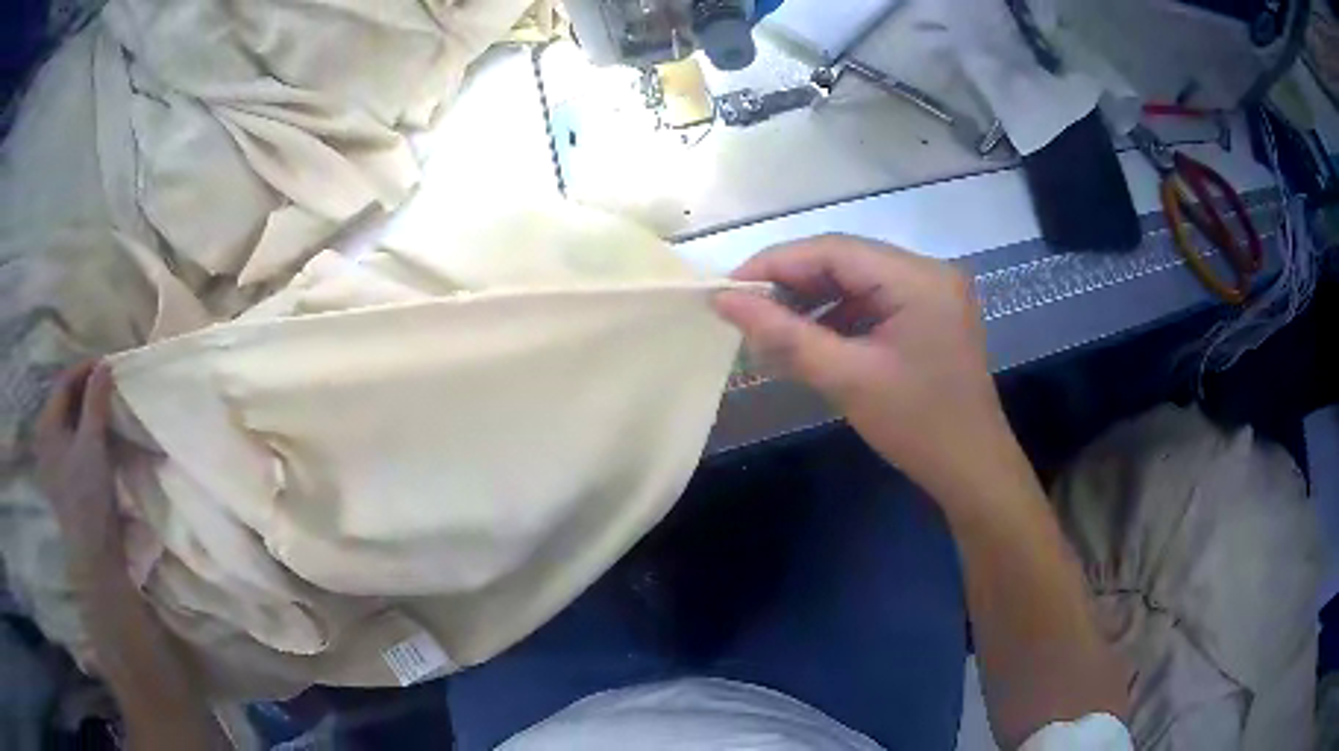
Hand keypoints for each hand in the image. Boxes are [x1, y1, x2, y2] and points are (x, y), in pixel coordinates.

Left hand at [34, 361, 123, 567]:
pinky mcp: (65, 478)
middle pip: (66, 401)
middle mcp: (46, 438)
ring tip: (109, 408)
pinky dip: (87, 432)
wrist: (95, 555)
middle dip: (88, 390)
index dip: (86, 369)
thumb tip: (105, 365)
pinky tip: (101, 435)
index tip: (109, 365)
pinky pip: (74, 442)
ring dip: (89, 411)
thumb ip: (96, 400)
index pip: (64, 382)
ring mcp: (54, 460)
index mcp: (47, 425)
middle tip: (111, 385)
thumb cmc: (88, 496)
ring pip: (71, 422)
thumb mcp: (93, 443)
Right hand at [713, 235, 1018, 502]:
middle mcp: (929, 271)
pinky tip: (812, 339)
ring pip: (857, 280)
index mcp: (917, 278)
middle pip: (846, 260)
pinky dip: (839, 316)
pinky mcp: (930, 314)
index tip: (728, 288)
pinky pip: (874, 301)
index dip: (776, 263)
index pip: (833, 249)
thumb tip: (724, 300)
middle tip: (744, 308)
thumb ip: (783, 334)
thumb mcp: (847, 379)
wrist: (973, 470)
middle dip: (792, 282)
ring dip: (814, 300)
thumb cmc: (917, 427)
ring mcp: (932, 292)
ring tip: (770, 327)